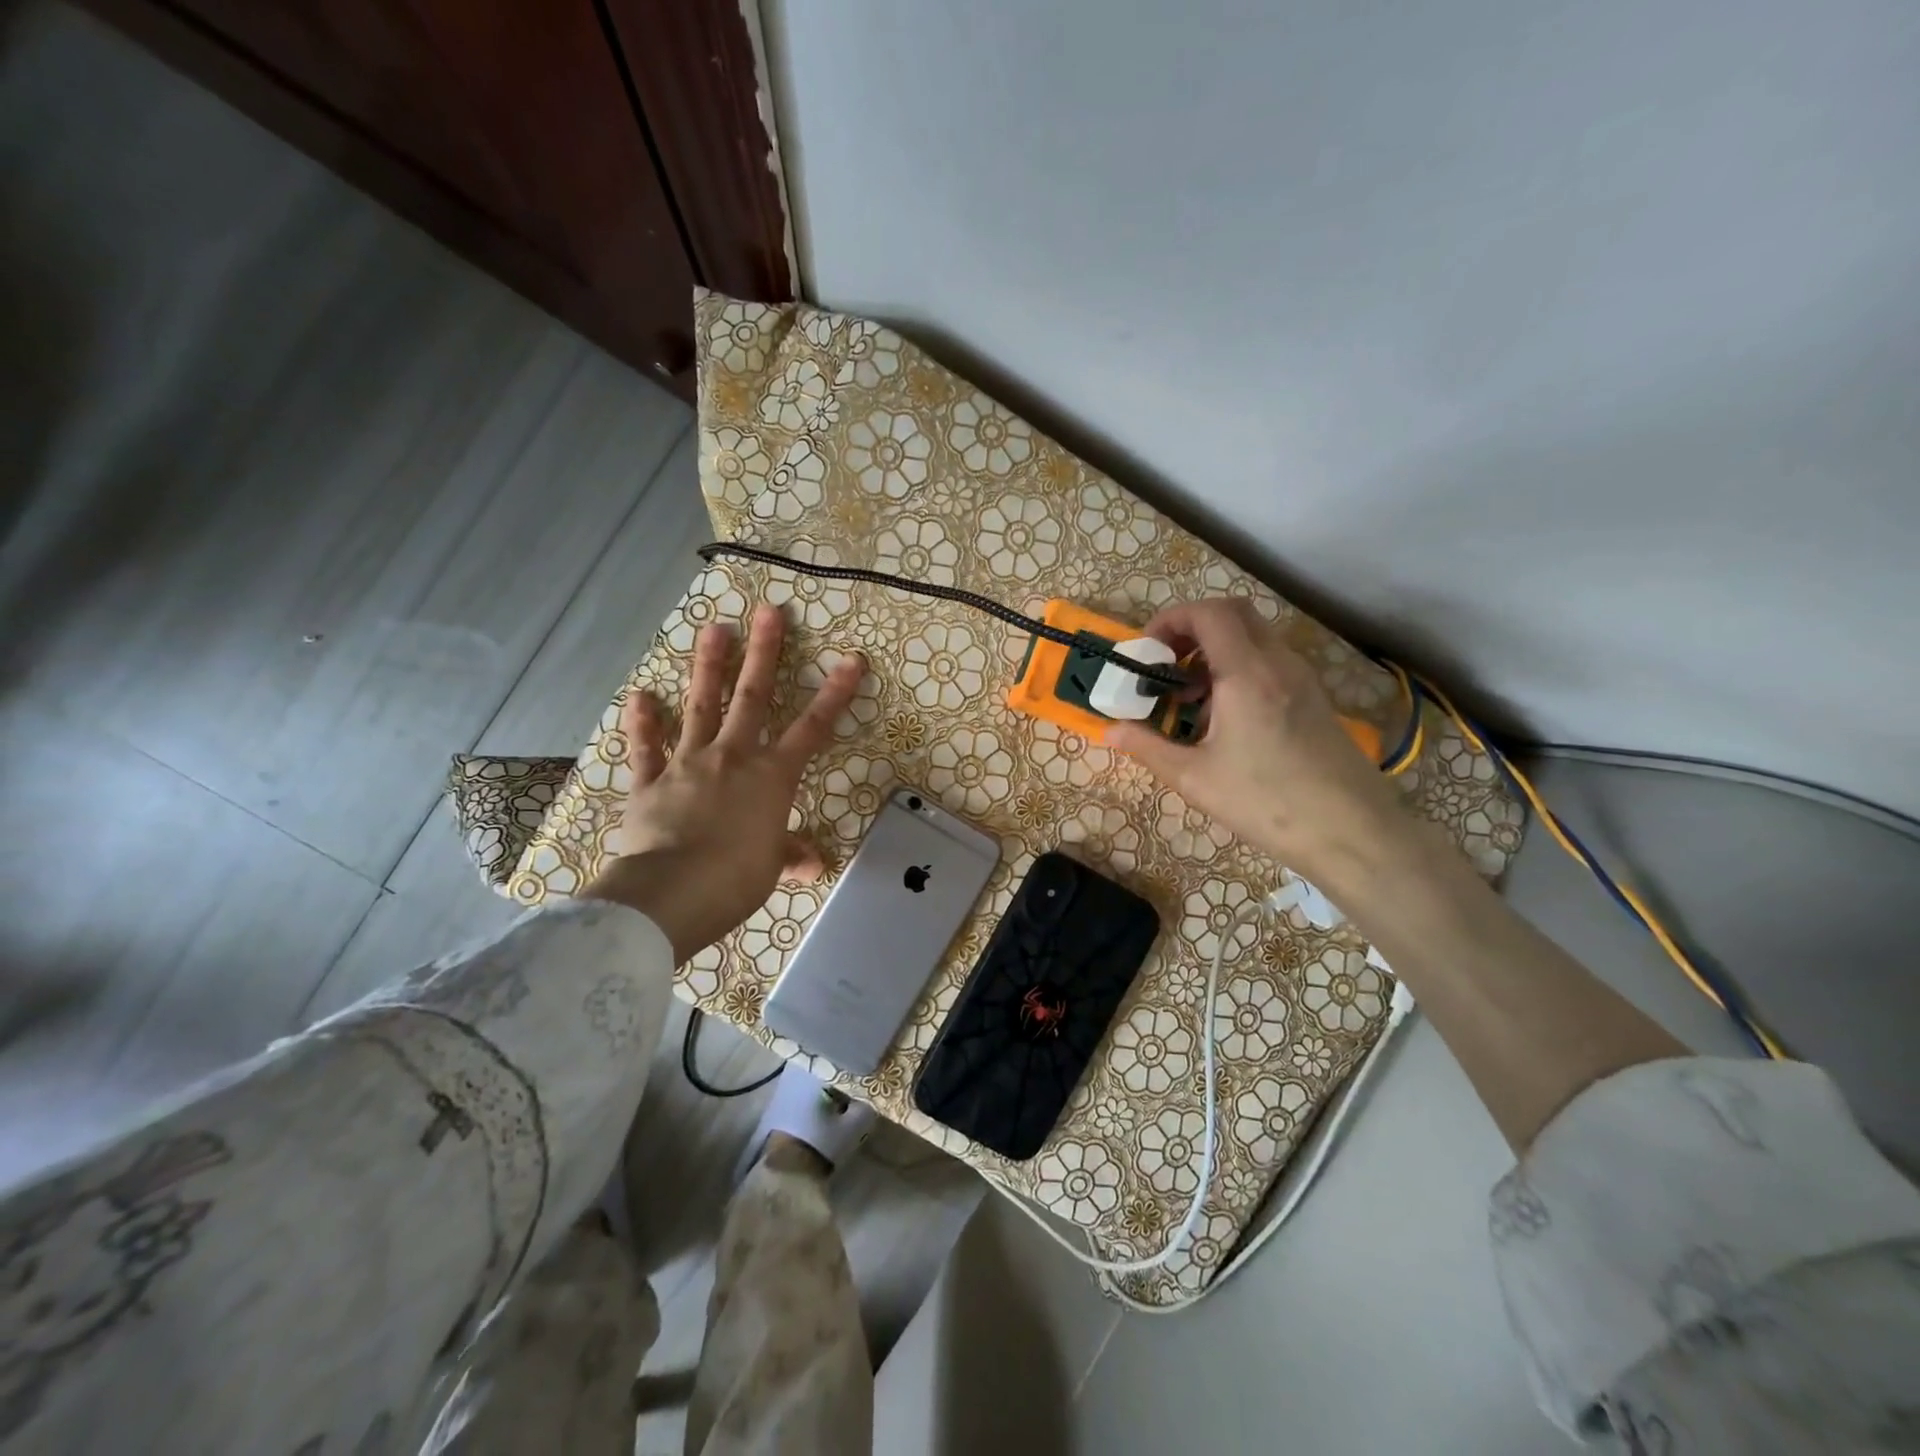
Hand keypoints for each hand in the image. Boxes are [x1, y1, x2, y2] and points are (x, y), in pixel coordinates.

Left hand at [583, 605, 865, 960]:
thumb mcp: (771, 867)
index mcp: (771, 777)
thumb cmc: (737, 878)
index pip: (812, 729)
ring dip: (708, 667)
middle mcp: (733, 757)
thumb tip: (812, 864)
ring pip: (701, 707)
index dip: (835, 695)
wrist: (673, 891)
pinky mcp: (650, 781)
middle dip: (764, 653)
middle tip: (768, 611)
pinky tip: (639, 696)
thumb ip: (789, 855)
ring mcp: (688, 764)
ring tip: (714, 628)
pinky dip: (642, 723)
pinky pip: (646, 748)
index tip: (851, 661)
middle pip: (752, 697)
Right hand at [1105, 599, 1415, 883]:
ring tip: (1189, 698)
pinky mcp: (1314, 699)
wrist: (1353, 833)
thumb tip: (1109, 730)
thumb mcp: (1194, 778)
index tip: (1147, 651)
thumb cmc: (1267, 803)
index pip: (1208, 613)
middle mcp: (1278, 664)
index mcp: (1246, 674)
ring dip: (1215, 652)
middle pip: (1234, 614)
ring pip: (1254, 638)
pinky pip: (1270, 663)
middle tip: (1166, 665)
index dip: (1171, 619)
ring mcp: (1302, 679)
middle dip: (1192, 629)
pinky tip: (1224, 719)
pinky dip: (1239, 670)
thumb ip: (1147, 746)